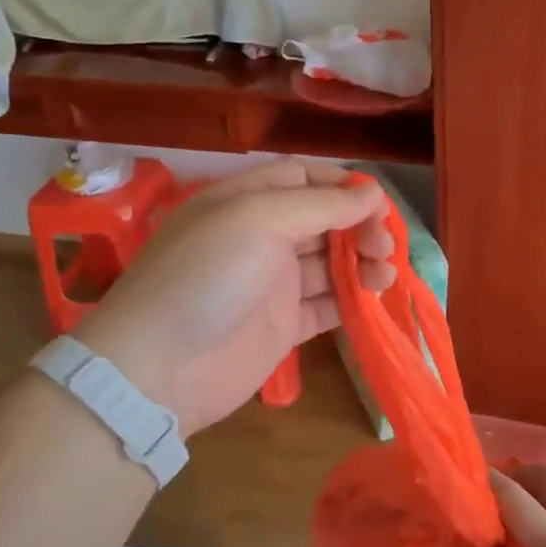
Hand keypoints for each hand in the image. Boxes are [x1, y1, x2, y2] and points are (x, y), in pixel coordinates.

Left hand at [72, 160, 392, 433]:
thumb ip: (320, 205)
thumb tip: (373, 192)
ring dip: (362, 262)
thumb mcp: (258, 220)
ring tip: (385, 273)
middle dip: (359, 226)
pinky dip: (353, 298)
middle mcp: (260, 237)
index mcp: (245, 201)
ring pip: (330, 263)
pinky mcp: (283, 325)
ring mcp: (272, 283)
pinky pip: (327, 304)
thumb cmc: (207, 277)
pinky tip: (374, 297)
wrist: (160, 368)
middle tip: (384, 246)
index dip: (343, 186)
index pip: (302, 178)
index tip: (378, 203)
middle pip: (323, 220)